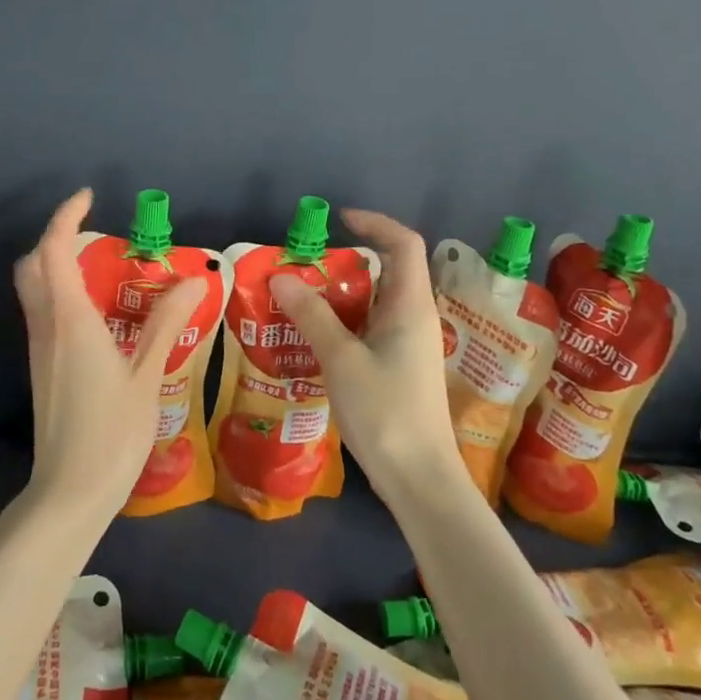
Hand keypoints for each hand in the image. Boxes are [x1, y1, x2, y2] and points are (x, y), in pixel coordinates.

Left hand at [14, 189, 208, 521]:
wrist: (69, 493)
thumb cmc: (112, 434)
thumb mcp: (147, 376)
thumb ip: (165, 323)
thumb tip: (193, 279)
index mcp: (71, 321)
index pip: (54, 251)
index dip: (66, 217)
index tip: (88, 197)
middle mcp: (47, 327)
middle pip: (33, 266)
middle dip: (55, 239)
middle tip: (94, 234)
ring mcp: (40, 350)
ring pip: (34, 291)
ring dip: (55, 266)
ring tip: (100, 267)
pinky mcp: (42, 370)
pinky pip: (43, 314)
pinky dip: (59, 294)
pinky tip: (95, 313)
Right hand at [269, 209, 462, 502]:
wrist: (419, 479)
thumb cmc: (385, 412)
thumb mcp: (341, 359)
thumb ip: (311, 315)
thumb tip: (281, 277)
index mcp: (411, 306)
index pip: (403, 244)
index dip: (375, 223)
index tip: (339, 220)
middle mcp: (415, 318)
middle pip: (388, 271)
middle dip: (347, 261)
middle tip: (305, 267)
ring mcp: (410, 345)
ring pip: (376, 302)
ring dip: (341, 294)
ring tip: (301, 299)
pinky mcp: (401, 367)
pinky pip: (372, 328)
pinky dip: (345, 321)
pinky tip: (315, 338)